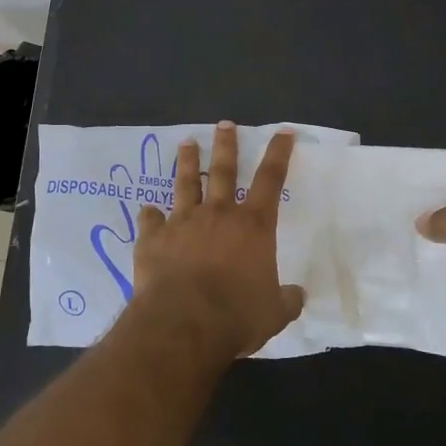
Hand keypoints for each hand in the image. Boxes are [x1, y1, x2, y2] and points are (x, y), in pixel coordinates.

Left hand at [129, 122, 305, 358]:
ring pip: (186, 184)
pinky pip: (150, 219)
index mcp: (253, 226)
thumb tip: (297, 296)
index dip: (279, 153)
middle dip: (226, 144)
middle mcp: (218, 214)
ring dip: (187, 162)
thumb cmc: (237, 315)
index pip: (271, 180)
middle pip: (224, 170)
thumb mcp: (274, 312)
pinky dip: (150, 215)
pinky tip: (147, 211)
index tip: (283, 132)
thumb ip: (286, 300)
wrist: (184, 322)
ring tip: (186, 143)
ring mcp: (183, 222)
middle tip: (224, 123)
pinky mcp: (154, 237)